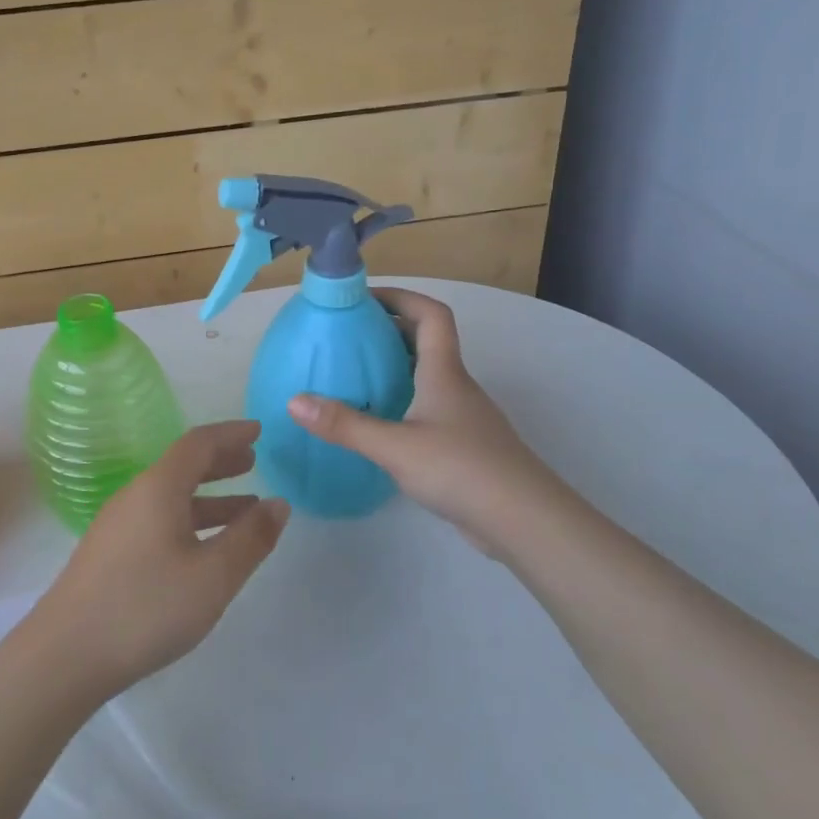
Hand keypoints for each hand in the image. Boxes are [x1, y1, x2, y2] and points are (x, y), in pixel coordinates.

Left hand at [31, 421, 289, 699]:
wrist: (65, 655)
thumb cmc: (146, 607)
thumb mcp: (213, 576)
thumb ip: (250, 539)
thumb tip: (279, 504)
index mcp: (158, 488)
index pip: (198, 444)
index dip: (230, 434)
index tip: (258, 431)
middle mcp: (135, 497)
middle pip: (182, 467)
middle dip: (221, 463)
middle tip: (254, 463)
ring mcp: (118, 526)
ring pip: (171, 498)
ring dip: (210, 497)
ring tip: (246, 510)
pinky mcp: (110, 554)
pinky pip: (159, 520)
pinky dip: (190, 521)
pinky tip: (205, 548)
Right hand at [288, 289, 559, 549]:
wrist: (524, 520)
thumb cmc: (462, 469)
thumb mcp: (395, 446)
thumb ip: (345, 425)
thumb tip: (294, 401)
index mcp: (444, 372)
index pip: (431, 315)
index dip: (400, 297)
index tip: (363, 298)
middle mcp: (456, 385)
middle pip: (427, 341)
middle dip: (389, 330)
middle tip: (347, 336)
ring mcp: (463, 416)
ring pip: (428, 375)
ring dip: (395, 366)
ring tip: (354, 374)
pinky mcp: (464, 444)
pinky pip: (429, 406)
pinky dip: (403, 400)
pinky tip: (380, 422)